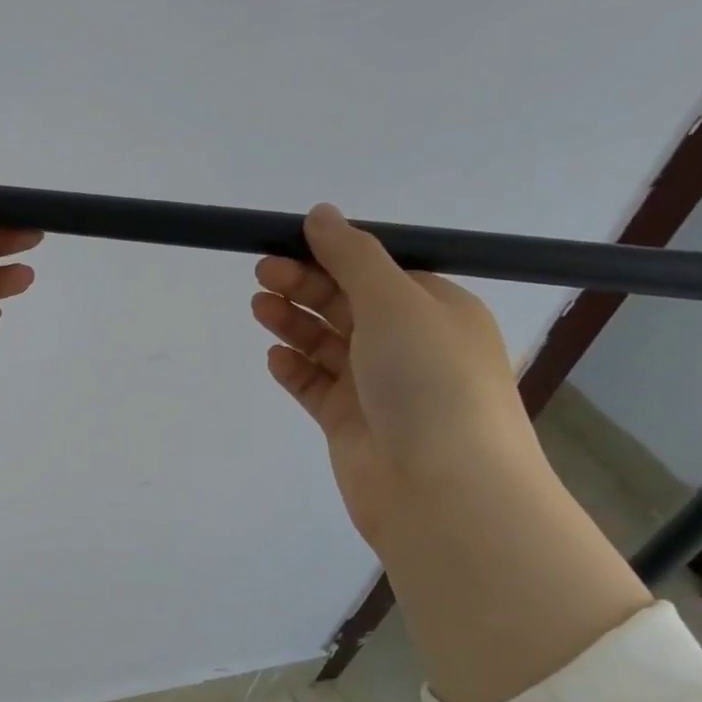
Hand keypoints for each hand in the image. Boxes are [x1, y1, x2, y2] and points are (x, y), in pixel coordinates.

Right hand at [251, 204, 650, 701]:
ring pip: (326, 343)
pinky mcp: (349, 421)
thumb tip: (320, 213)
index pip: (376, 271)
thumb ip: (352, 256)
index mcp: (435, 310)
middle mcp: (408, 345)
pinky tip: (275, 358)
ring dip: (294, 322)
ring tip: (259, 307)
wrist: (442, 488)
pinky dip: (294, 368)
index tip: (286, 243)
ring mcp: (377, 386)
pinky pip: (315, 385)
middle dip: (305, 285)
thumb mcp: (395, 302)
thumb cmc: (428, 380)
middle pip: (346, 303)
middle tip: (261, 273)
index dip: (330, 255)